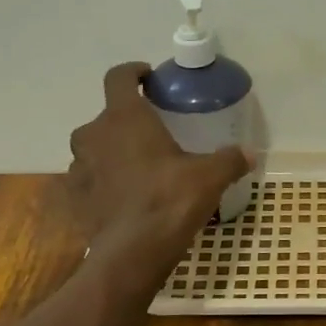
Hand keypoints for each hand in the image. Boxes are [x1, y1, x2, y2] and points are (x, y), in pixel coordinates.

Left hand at [67, 63, 251, 281]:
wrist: (132, 253)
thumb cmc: (169, 200)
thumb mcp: (209, 177)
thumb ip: (229, 160)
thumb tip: (250, 153)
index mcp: (124, 118)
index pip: (118, 77)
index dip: (133, 72)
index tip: (148, 77)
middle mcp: (93, 135)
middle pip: (106, 116)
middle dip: (127, 121)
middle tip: (152, 134)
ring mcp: (79, 168)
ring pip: (94, 148)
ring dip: (112, 151)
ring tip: (139, 166)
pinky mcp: (75, 198)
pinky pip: (89, 179)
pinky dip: (104, 181)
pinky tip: (125, 196)